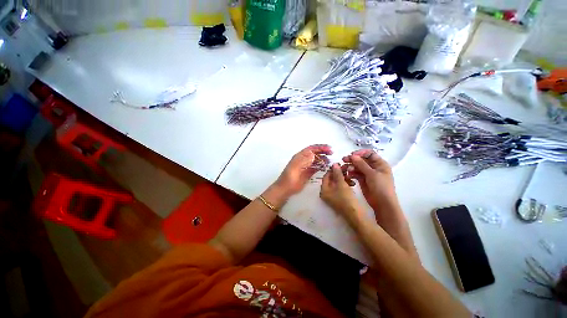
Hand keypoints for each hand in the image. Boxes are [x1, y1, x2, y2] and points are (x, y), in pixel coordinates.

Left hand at [274, 144, 332, 195]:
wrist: (286, 188)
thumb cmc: (290, 176)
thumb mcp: (296, 166)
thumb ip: (304, 160)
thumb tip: (313, 154)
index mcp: (300, 156)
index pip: (311, 149)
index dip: (320, 147)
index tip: (329, 148)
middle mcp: (303, 160)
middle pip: (314, 153)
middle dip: (323, 152)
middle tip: (331, 153)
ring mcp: (306, 166)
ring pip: (316, 160)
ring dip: (323, 159)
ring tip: (330, 160)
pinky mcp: (308, 173)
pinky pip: (316, 167)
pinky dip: (321, 166)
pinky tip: (325, 167)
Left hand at [320, 163, 363, 223]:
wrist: (356, 215)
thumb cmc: (346, 199)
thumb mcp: (341, 184)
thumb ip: (337, 173)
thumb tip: (334, 164)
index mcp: (323, 190)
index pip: (326, 176)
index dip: (332, 170)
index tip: (339, 164)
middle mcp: (326, 193)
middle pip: (331, 179)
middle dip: (339, 173)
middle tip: (347, 168)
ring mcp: (332, 196)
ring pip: (337, 183)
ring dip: (343, 178)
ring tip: (351, 176)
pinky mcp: (339, 198)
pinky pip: (341, 188)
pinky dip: (346, 184)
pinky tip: (353, 183)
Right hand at [342, 150, 398, 213]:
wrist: (382, 204)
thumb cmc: (381, 187)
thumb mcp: (372, 174)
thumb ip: (362, 164)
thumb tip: (353, 156)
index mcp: (380, 164)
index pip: (369, 154)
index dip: (360, 153)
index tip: (352, 155)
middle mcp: (373, 167)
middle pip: (361, 160)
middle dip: (353, 159)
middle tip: (343, 160)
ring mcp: (367, 174)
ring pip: (357, 167)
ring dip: (350, 166)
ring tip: (344, 169)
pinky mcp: (362, 180)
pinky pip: (355, 174)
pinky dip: (351, 173)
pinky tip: (347, 175)